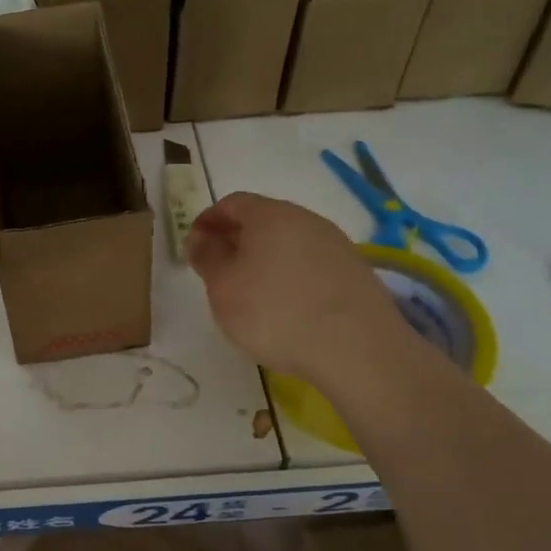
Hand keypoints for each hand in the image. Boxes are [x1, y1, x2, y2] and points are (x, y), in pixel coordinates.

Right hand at [185, 192, 408, 379]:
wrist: (356, 348)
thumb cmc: (274, 311)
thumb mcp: (223, 287)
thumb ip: (207, 257)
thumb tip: (199, 238)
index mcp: (269, 215)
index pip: (231, 203)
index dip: (208, 221)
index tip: (194, 248)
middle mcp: (305, 219)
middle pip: (263, 220)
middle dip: (236, 240)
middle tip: (219, 270)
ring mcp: (335, 245)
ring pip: (289, 242)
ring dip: (265, 258)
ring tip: (251, 292)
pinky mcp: (355, 272)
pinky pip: (311, 264)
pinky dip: (291, 276)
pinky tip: (286, 306)